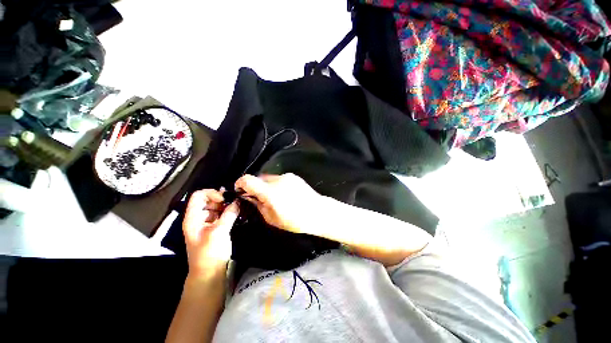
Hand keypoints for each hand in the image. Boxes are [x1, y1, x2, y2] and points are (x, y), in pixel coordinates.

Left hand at [183, 189, 238, 277]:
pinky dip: (228, 212)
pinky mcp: (215, 228)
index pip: (199, 196)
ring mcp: (207, 223)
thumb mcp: (219, 232)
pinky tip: (237, 214)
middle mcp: (198, 218)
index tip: (225, 199)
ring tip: (237, 208)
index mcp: (193, 217)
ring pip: (216, 207)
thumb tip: (238, 201)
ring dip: (226, 206)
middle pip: (208, 200)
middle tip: (234, 202)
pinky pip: (221, 215)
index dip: (212, 194)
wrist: (209, 273)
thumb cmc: (209, 253)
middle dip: (222, 199)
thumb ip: (229, 214)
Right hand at [234, 173, 322, 233]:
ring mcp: (287, 176)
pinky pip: (280, 179)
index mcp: (270, 192)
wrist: (318, 212)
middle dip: (256, 187)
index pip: (248, 180)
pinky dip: (277, 185)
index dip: (240, 183)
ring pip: (270, 179)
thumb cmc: (295, 221)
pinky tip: (285, 195)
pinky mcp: (294, 176)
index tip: (239, 190)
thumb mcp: (272, 218)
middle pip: (259, 178)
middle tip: (259, 199)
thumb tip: (250, 197)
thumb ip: (259, 205)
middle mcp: (278, 180)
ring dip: (267, 186)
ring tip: (275, 198)